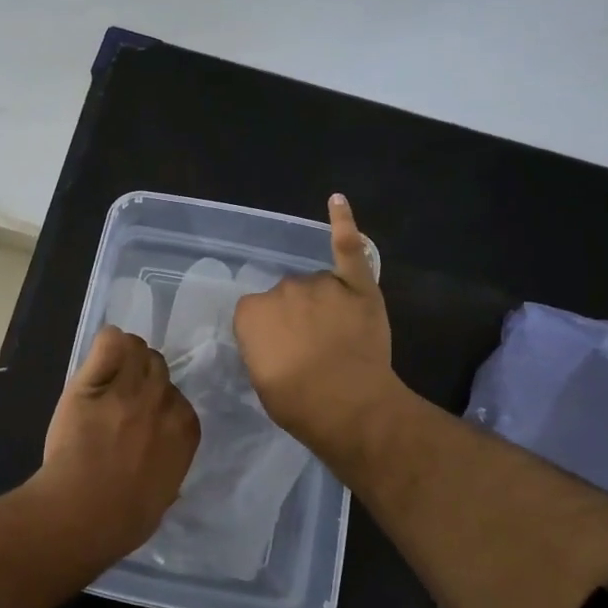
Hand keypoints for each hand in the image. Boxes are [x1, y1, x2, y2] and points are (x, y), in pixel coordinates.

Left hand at [36, 326, 200, 550]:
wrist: (83, 512)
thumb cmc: (123, 519)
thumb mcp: (163, 495)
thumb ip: (168, 467)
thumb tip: (162, 464)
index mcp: (185, 430)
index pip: (177, 395)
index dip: (156, 403)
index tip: (139, 418)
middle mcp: (163, 402)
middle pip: (158, 366)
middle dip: (141, 377)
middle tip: (118, 399)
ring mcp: (129, 389)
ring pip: (136, 348)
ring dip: (124, 359)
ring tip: (105, 378)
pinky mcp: (94, 382)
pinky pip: (110, 342)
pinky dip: (106, 346)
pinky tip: (96, 363)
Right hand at [234, 194, 398, 460]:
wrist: (347, 406)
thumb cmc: (297, 402)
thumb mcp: (261, 378)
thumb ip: (263, 347)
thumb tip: (274, 339)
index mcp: (251, 311)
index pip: (256, 313)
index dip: (270, 334)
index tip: (281, 353)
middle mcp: (282, 288)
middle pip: (287, 296)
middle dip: (297, 317)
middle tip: (311, 348)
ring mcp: (321, 283)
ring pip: (318, 284)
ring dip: (323, 302)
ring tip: (338, 336)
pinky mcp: (356, 283)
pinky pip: (349, 247)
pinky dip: (343, 223)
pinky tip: (337, 201)